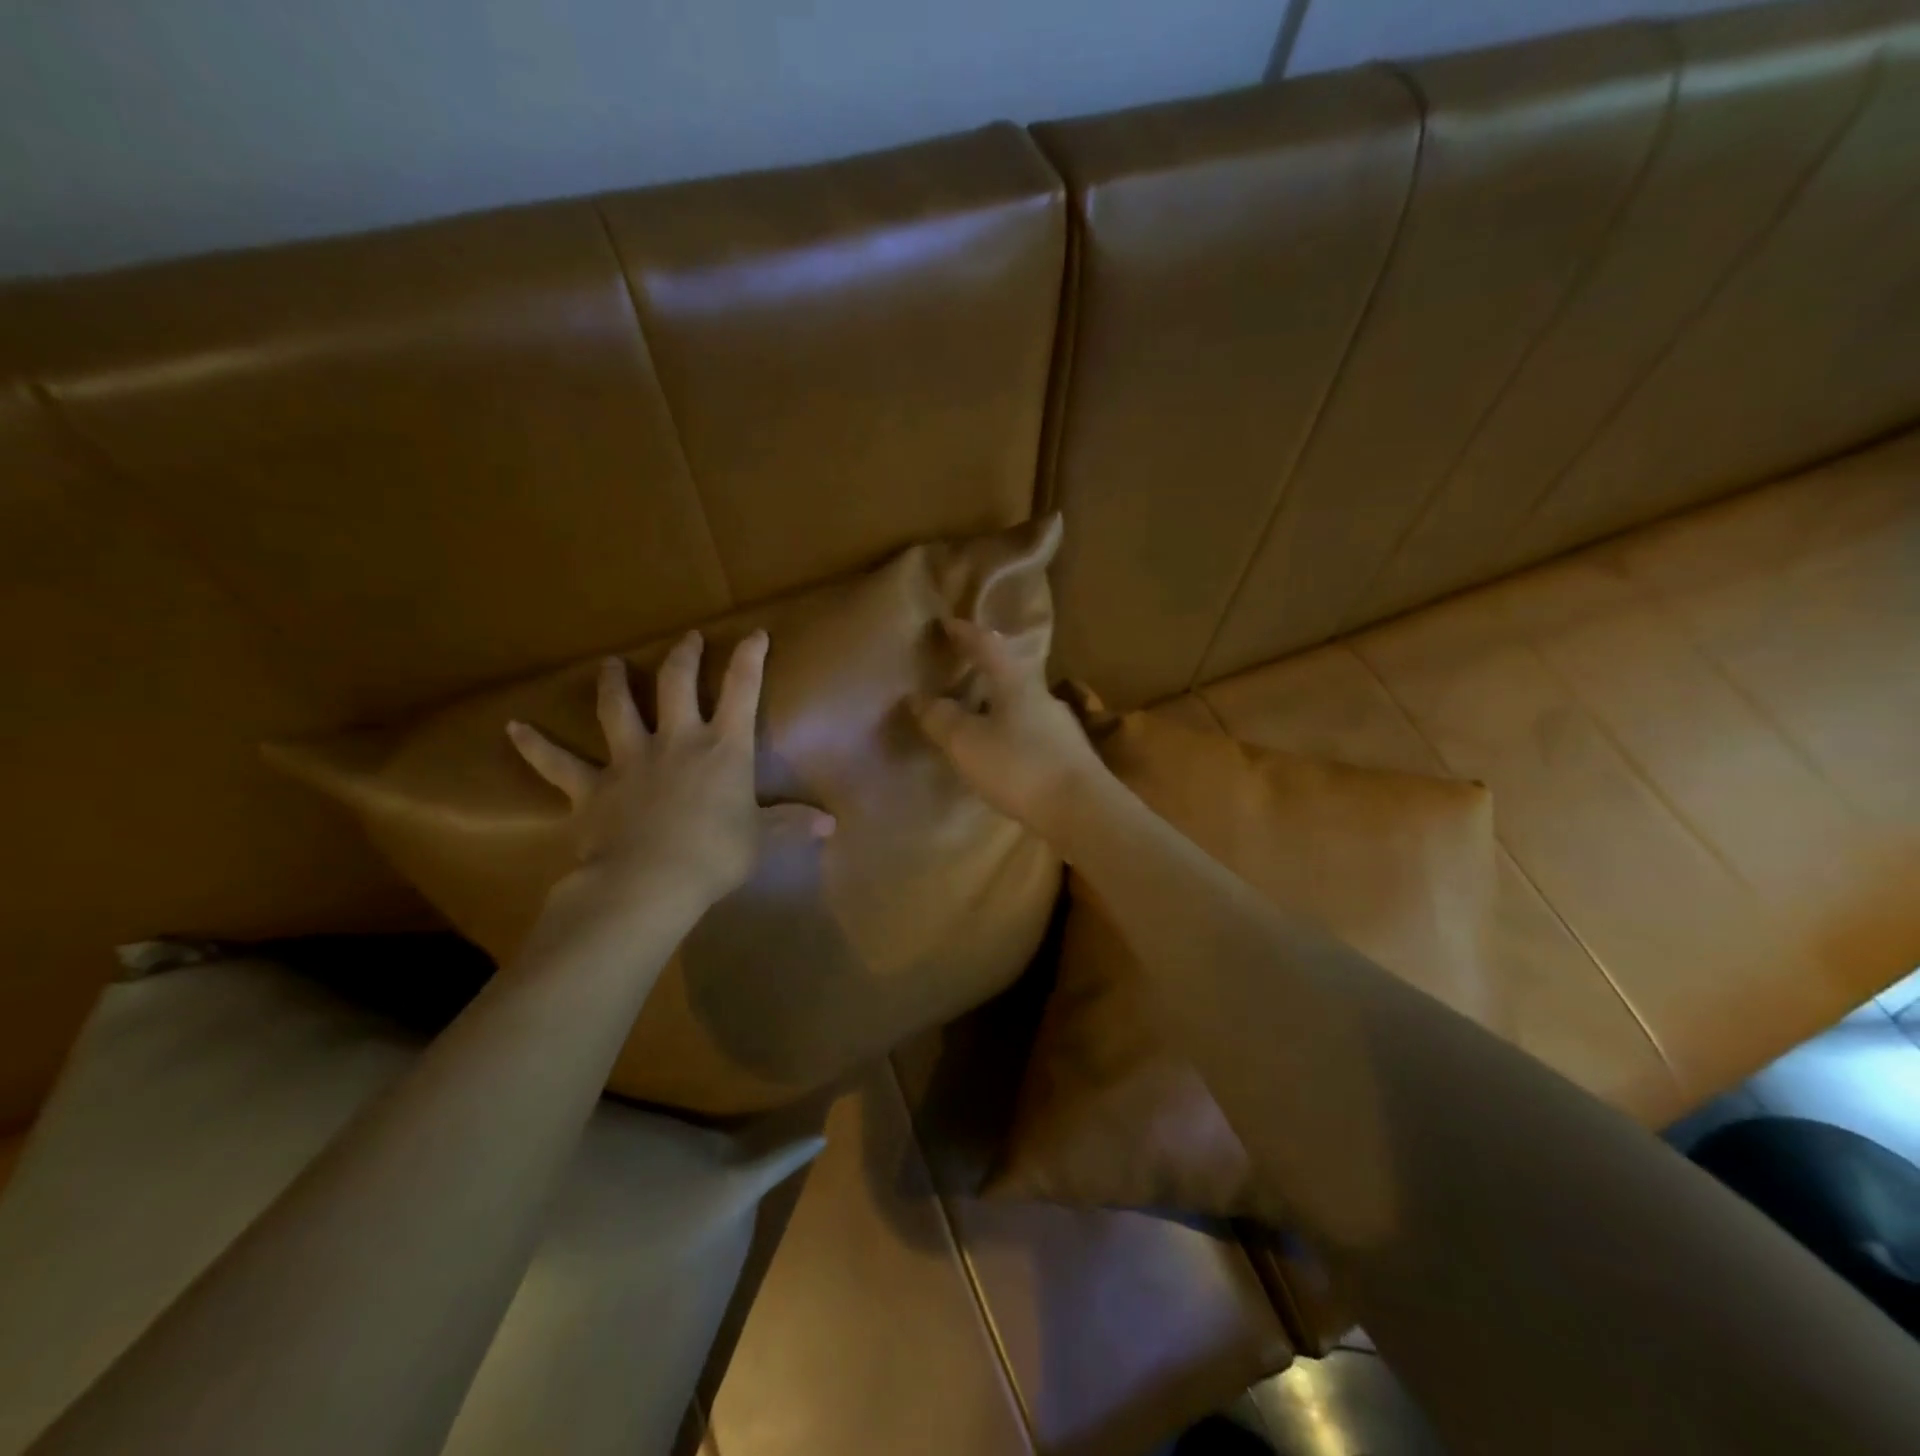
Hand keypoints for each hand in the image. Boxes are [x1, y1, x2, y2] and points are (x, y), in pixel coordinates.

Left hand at [508, 630, 834, 917]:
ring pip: (617, 709)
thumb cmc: (715, 855)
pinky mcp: (591, 787)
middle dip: (683, 657)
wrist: (649, 882)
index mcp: (722, 748)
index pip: (741, 690)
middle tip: (686, 639)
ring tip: (608, 663)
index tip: (755, 634)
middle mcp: (676, 741)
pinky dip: (534, 745)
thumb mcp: (762, 840)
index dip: (749, 658)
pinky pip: (556, 763)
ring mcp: (629, 760)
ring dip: (612, 683)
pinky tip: (512, 728)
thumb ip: (792, 825)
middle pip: (675, 684)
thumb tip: (831, 823)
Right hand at [909, 617, 1106, 843]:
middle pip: (1008, 674)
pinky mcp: (1068, 756)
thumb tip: (919, 698)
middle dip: (981, 672)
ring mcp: (1059, 726)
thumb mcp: (968, 743)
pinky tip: (999, 753)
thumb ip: (941, 718)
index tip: (946, 624)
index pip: (987, 645)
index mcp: (1016, 682)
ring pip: (1020, 705)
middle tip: (956, 675)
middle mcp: (1041, 696)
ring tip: (971, 719)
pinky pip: (1029, 732)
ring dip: (995, 706)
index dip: (964, 633)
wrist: (1083, 811)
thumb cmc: (1020, 767)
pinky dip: (1008, 733)